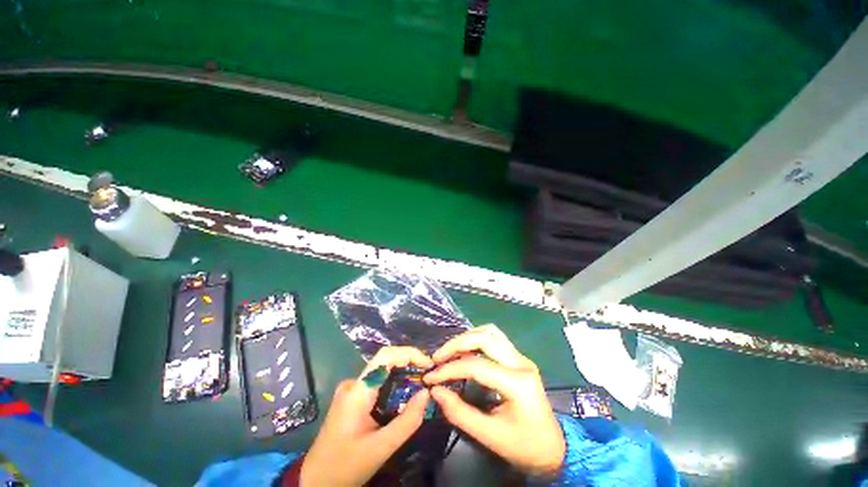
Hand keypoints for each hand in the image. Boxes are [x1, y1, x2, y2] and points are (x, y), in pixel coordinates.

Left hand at [301, 347, 433, 485]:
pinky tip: (405, 394)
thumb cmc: (345, 467)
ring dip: (403, 373)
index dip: (409, 353)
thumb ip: (407, 421)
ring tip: (422, 384)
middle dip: (409, 363)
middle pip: (386, 360)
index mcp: (357, 391)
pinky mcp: (353, 397)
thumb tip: (426, 393)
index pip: (385, 356)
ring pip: (383, 371)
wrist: (315, 482)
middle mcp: (354, 383)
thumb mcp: (381, 448)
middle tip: (429, 375)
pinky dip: (395, 383)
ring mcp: (352, 389)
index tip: (428, 364)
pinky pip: (378, 381)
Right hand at [424, 325, 564, 475]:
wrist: (554, 448)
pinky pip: (494, 338)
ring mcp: (521, 357)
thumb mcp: (489, 436)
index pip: (476, 366)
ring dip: (466, 338)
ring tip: (449, 352)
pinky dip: (476, 339)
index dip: (450, 369)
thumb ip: (459, 412)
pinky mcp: (518, 358)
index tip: (431, 377)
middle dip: (457, 344)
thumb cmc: (524, 446)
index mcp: (517, 383)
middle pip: (484, 337)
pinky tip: (465, 351)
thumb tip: (435, 391)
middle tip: (438, 357)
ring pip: (490, 332)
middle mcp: (521, 362)